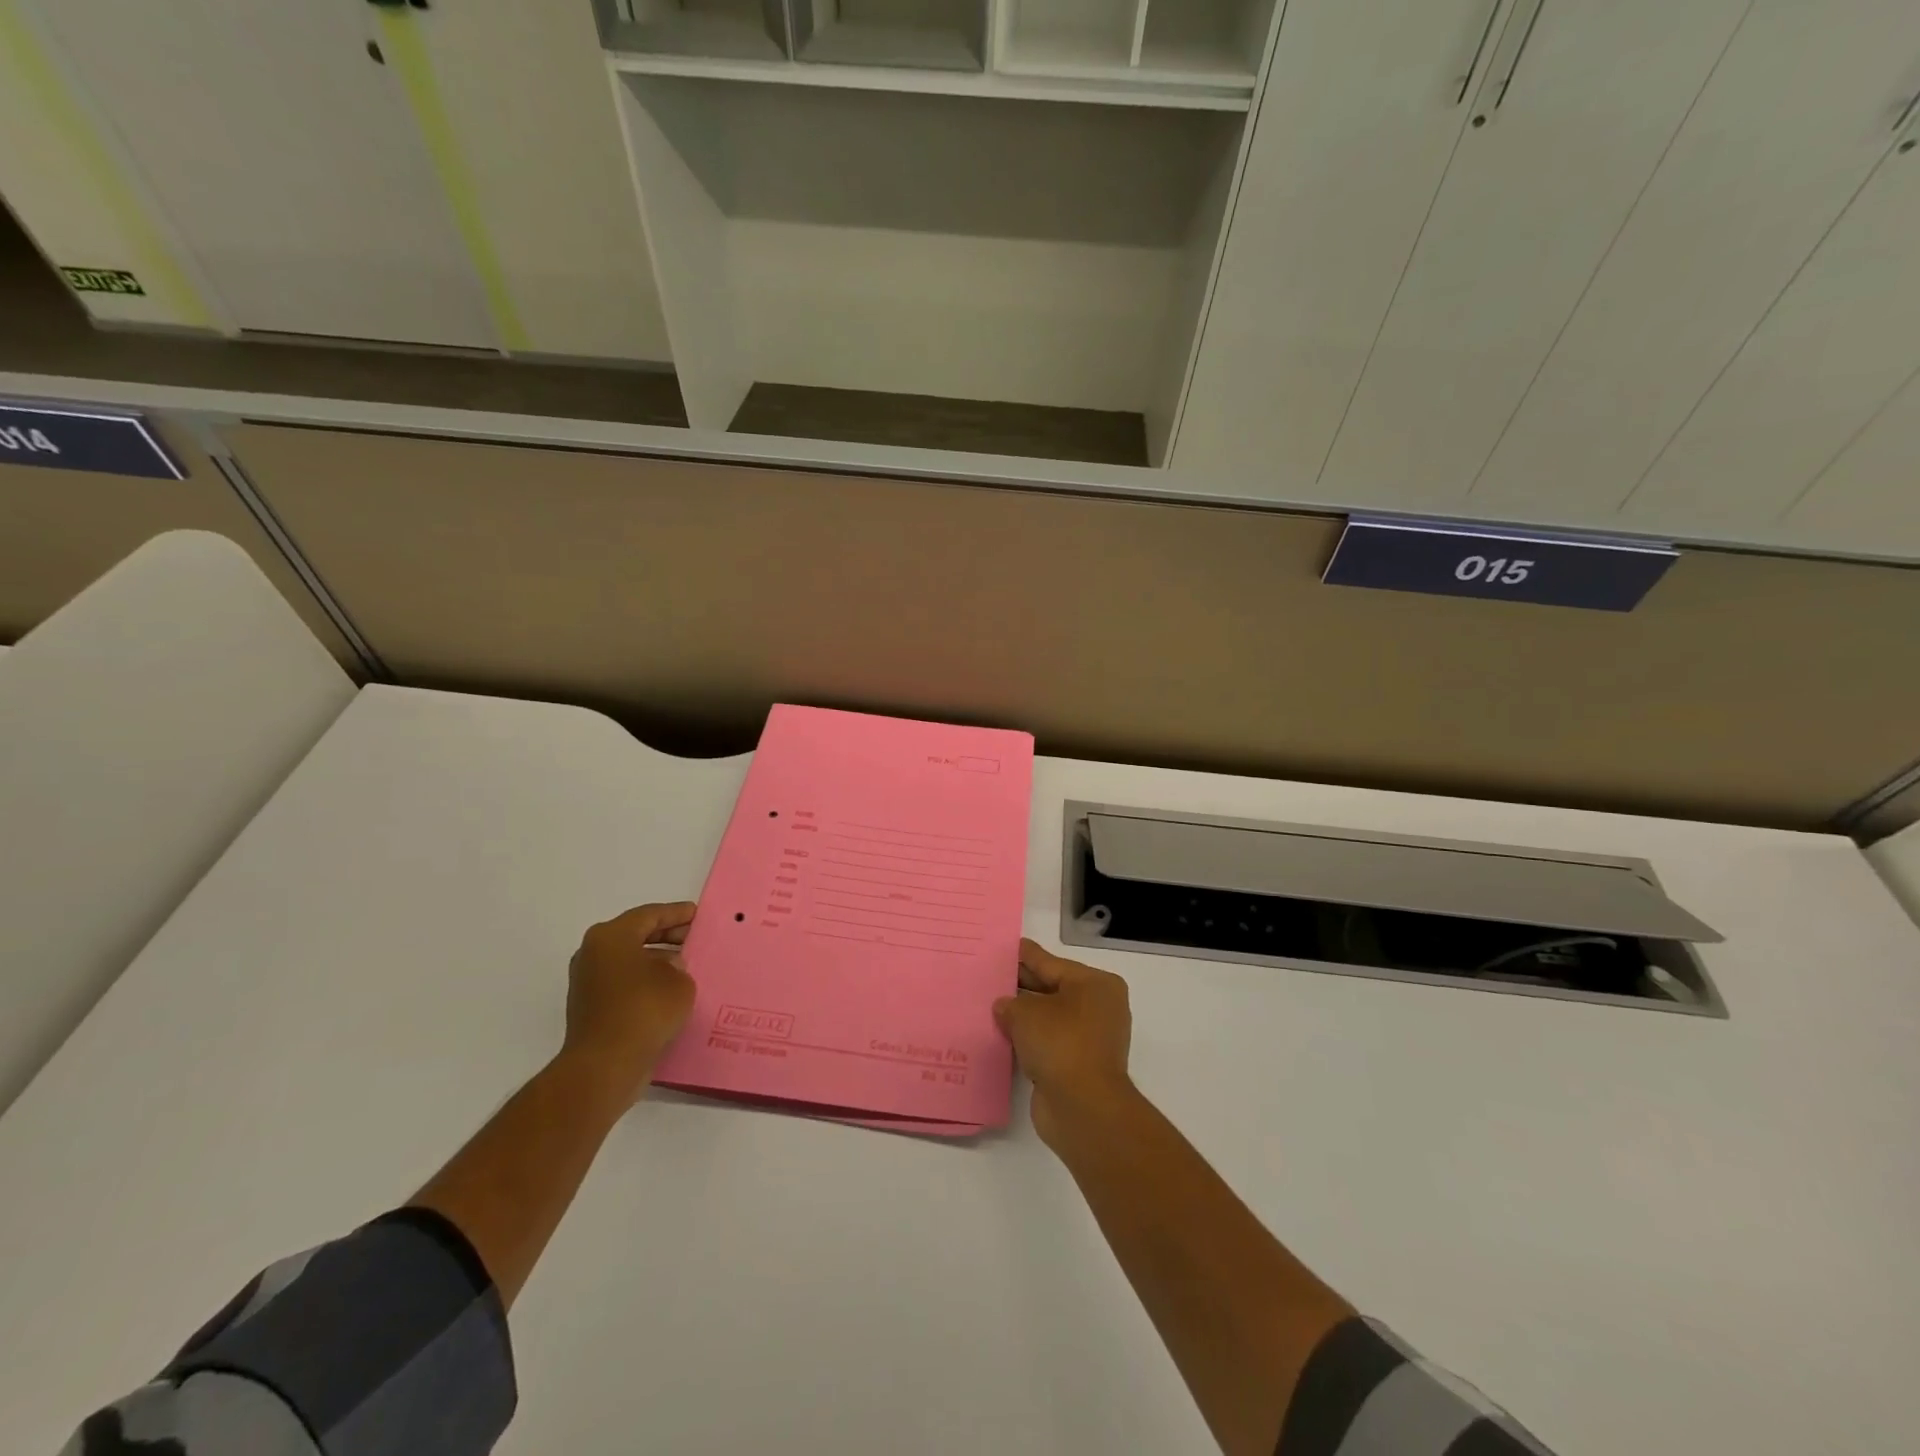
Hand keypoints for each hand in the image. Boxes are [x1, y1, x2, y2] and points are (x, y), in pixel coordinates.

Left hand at [560, 902, 697, 1101]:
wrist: (604, 1066)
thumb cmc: (644, 1010)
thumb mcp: (679, 981)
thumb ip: (679, 966)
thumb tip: (669, 968)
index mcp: (611, 936)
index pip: (650, 914)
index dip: (677, 913)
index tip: (698, 915)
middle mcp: (593, 953)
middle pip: (636, 935)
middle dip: (667, 936)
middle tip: (695, 939)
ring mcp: (587, 982)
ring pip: (629, 960)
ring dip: (656, 961)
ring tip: (687, 967)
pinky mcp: (590, 1008)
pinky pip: (624, 983)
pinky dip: (646, 982)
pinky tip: (670, 992)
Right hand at [994, 939, 1136, 1149]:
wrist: (1083, 1108)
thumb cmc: (1060, 1043)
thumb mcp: (1027, 1013)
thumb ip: (1011, 1003)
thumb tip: (1004, 1006)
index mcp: (1095, 984)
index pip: (1052, 963)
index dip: (1027, 956)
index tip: (1008, 946)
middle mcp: (1098, 1007)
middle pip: (1052, 989)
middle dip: (1023, 985)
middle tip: (992, 975)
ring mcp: (1091, 1039)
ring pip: (1049, 1018)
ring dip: (1024, 1016)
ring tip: (991, 1005)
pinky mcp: (1079, 1066)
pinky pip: (1048, 1043)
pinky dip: (1029, 1040)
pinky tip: (1003, 1036)